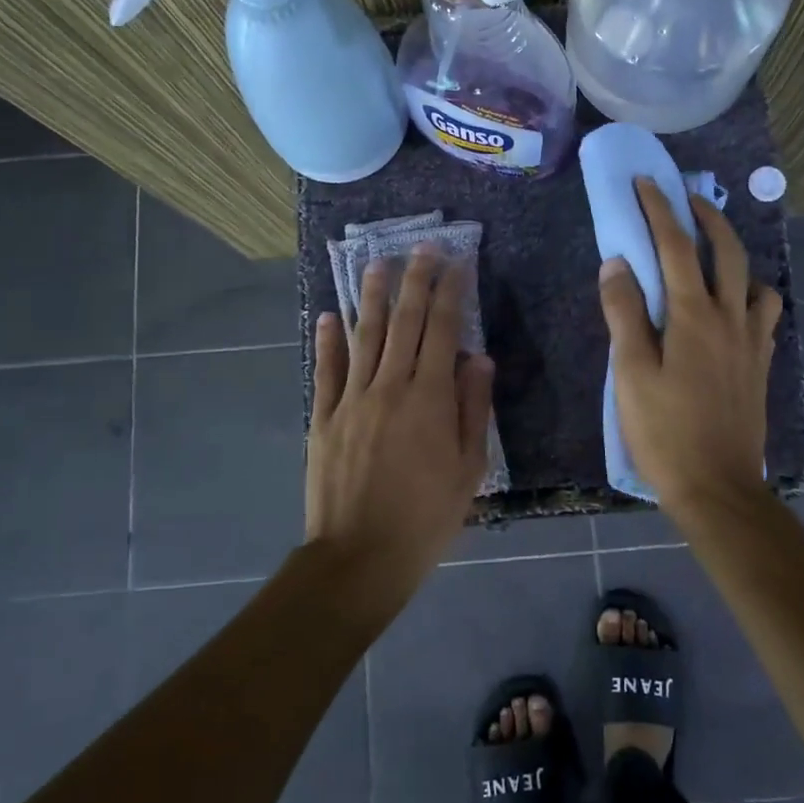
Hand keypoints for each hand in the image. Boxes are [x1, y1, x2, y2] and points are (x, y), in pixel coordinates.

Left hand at [306, 249, 495, 602]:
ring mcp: (352, 399)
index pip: (443, 330)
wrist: (361, 555)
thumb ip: (474, 409)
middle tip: (422, 247)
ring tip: (378, 262)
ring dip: (373, 296)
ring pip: (365, 336)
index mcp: (430, 398)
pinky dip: (328, 340)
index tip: (457, 262)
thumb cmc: (427, 516)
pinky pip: (326, 370)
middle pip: (405, 322)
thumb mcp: (469, 469)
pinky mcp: (323, 417)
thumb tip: (479, 358)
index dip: (451, 292)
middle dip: (416, 280)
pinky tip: (330, 314)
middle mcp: (390, 386)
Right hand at [597, 178, 782, 512]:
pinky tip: (733, 307)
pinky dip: (750, 293)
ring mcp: (752, 341)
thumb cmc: (665, 431)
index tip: (645, 183)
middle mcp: (731, 318)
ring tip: (711, 255)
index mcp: (694, 316)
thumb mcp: (631, 373)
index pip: (676, 246)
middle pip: (727, 251)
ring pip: (755, 279)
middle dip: (707, 217)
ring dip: (735, 254)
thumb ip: (624, 314)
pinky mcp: (760, 364)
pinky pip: (764, 313)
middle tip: (686, 200)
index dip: (659, 209)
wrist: (717, 486)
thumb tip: (617, 263)